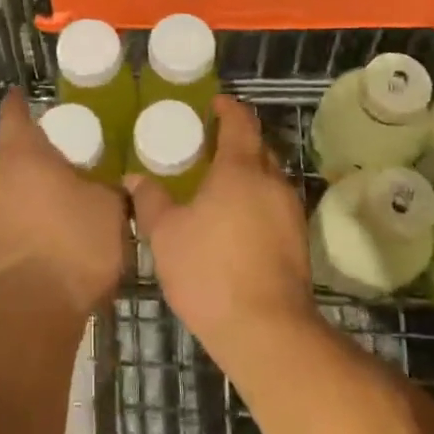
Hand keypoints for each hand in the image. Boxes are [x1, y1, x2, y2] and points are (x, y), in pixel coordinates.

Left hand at [0, 89, 128, 315]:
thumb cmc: (74, 241)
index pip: (14, 116)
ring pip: (11, 188)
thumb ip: (109, 188)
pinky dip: (29, 217)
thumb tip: (111, 185)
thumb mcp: (110, 207)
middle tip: (65, 153)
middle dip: (35, 153)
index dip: (18, 103)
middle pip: (13, 154)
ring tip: (63, 195)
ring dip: (32, 188)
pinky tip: (53, 231)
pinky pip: (11, 218)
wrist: (35, 307)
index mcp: (23, 155)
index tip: (21, 93)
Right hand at [127, 95, 316, 359]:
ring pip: (270, 179)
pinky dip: (256, 201)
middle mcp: (272, 182)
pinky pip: (274, 206)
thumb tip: (135, 178)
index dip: (228, 108)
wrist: (266, 331)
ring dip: (248, 174)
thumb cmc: (210, 271)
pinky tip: (236, 221)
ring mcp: (291, 213)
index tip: (215, 102)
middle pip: (259, 148)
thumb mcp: (166, 234)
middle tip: (210, 145)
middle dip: (238, 140)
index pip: (240, 123)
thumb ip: (151, 200)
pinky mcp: (298, 243)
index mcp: (240, 169)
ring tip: (219, 184)